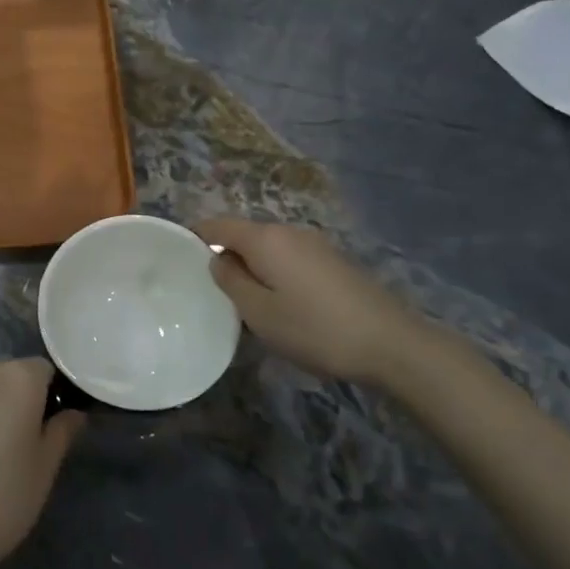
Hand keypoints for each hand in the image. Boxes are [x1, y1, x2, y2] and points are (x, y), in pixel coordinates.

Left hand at [0, 359, 83, 568]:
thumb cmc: (2, 499)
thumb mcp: (45, 469)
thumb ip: (62, 431)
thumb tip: (73, 413)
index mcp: (17, 378)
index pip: (43, 370)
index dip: (49, 395)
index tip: (47, 425)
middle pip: (5, 376)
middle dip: (13, 399)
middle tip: (15, 443)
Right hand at [195, 217, 445, 386]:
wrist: (391, 343)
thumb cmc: (315, 328)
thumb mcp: (259, 312)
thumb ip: (230, 281)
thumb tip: (217, 258)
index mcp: (266, 238)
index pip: (218, 224)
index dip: (195, 236)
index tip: (178, 259)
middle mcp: (289, 231)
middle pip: (245, 235)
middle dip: (225, 256)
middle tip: (211, 291)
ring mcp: (316, 244)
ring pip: (269, 249)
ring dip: (252, 268)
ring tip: (244, 303)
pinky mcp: (334, 262)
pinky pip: (290, 260)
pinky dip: (276, 274)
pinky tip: (281, 305)